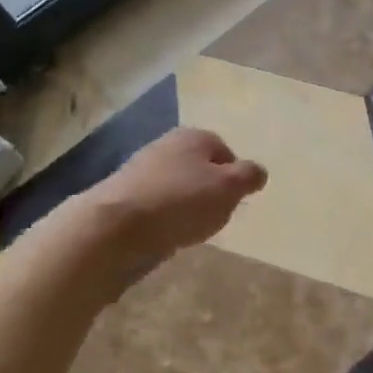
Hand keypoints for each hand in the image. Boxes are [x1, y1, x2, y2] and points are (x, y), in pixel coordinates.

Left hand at [83, 127, 267, 265]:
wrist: (115, 227)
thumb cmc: (181, 201)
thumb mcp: (228, 187)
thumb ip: (248, 177)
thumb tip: (257, 172)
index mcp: (193, 136)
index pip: (225, 151)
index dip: (235, 177)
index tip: (235, 202)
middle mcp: (166, 146)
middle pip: (200, 169)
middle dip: (210, 193)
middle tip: (215, 217)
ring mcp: (141, 171)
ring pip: (178, 189)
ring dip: (186, 208)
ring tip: (190, 231)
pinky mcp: (124, 198)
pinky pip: (157, 207)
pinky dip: (165, 220)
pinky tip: (166, 236)